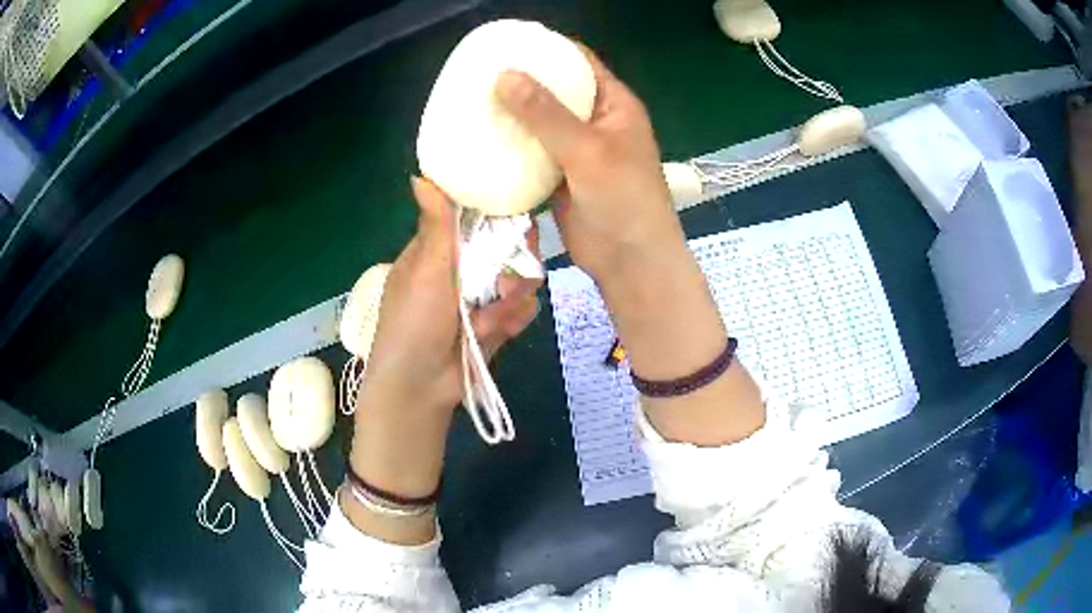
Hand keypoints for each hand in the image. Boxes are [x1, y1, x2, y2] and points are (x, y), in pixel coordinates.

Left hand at [345, 178, 540, 543]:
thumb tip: (420, 174)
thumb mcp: (424, 272)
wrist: (420, 390)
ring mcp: (482, 296)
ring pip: (521, 277)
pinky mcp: (498, 323)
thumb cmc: (412, 325)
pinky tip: (495, 333)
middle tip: (515, 272)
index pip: (475, 216)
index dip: (499, 210)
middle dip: (515, 260)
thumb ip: (436, 226)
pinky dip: (512, 320)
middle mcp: (463, 268)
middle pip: (506, 246)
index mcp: (438, 249)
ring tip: (494, 317)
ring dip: (511, 297)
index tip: (518, 212)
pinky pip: (523, 309)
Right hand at [495, 47, 682, 283]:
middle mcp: (596, 120)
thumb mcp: (587, 150)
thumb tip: (504, 74)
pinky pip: (533, 151)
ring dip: (513, 115)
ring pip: (541, 122)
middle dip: (523, 81)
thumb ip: (546, 114)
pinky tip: (482, 138)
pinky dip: (512, 146)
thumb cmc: (623, 199)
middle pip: (556, 90)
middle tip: (480, 73)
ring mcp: (578, 148)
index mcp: (614, 104)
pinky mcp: (561, 174)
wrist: (628, 260)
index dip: (548, 48)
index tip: (509, 43)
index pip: (580, 62)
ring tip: (473, 101)